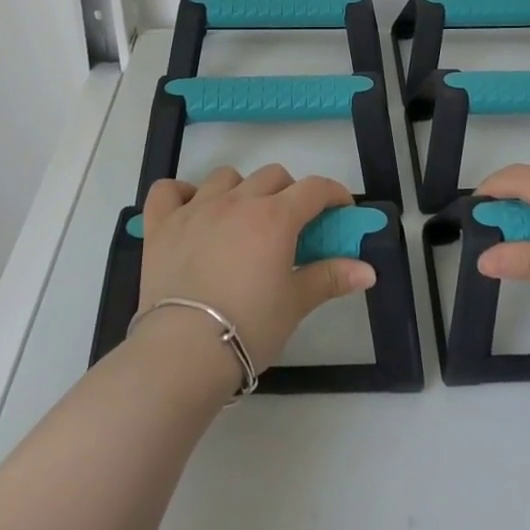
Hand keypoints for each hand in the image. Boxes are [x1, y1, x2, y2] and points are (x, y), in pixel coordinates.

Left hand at [139, 165, 375, 374]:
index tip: (340, 210)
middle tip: (290, 226)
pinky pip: (168, 190)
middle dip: (288, 192)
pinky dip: (180, 194)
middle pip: (272, 175)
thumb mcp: (295, 303)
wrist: (183, 353)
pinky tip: (190, 211)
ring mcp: (195, 209)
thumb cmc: (249, 327)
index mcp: (275, 217)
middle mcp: (237, 202)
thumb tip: (368, 270)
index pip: (314, 188)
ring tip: (242, 220)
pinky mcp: (161, 225)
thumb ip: (330, 277)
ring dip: (240, 190)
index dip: (333, 194)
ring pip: (226, 177)